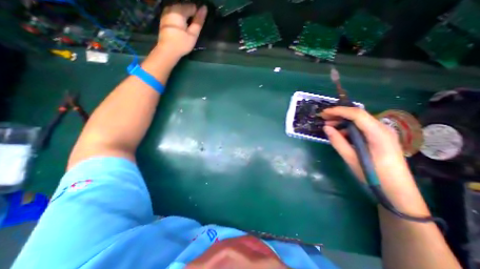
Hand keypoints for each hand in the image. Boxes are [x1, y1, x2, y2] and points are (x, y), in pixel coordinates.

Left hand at [158, 4, 208, 57]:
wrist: (167, 50)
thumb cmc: (182, 44)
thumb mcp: (193, 34)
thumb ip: (198, 21)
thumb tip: (204, 8)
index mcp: (179, 10)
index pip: (192, 7)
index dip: (197, 16)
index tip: (198, 26)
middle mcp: (171, 8)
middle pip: (185, 7)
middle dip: (191, 16)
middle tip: (193, 29)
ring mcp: (166, 12)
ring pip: (179, 11)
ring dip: (185, 17)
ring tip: (188, 29)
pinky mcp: (164, 18)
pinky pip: (174, 14)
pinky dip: (179, 19)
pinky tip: (181, 28)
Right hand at [322, 108, 420, 199]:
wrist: (397, 190)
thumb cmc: (374, 175)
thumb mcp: (351, 158)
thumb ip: (338, 141)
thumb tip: (326, 128)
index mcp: (378, 134)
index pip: (357, 114)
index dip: (339, 111)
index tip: (324, 113)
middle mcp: (382, 129)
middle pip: (358, 115)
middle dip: (339, 114)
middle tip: (323, 119)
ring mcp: (383, 132)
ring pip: (359, 120)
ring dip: (343, 121)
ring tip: (329, 127)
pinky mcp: (380, 137)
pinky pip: (362, 127)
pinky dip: (349, 128)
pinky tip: (340, 134)